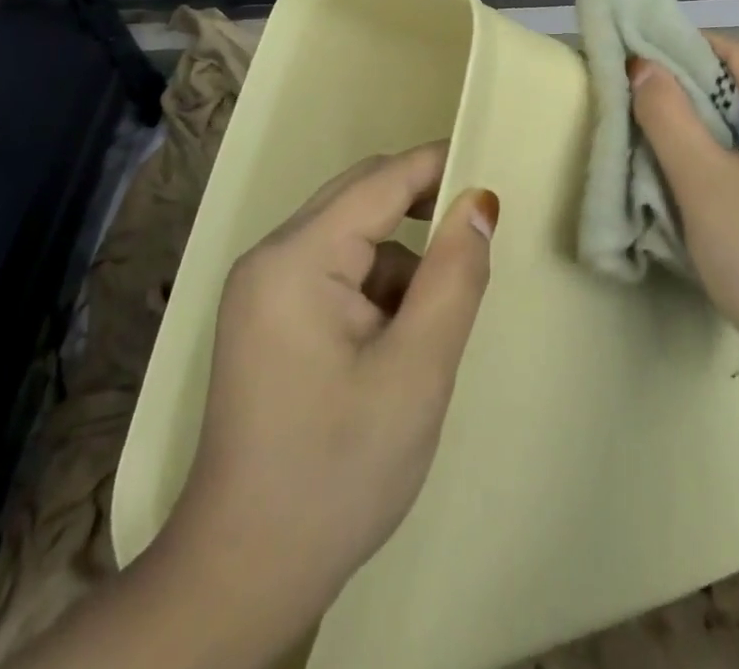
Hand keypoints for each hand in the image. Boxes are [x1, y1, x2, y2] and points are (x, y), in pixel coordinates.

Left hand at [158, 143, 499, 637]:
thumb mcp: (417, 372)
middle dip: (422, 210)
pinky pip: (335, 270)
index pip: (380, 181)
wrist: (245, 575)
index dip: (438, 165)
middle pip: (360, 199)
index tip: (492, 164)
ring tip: (430, 327)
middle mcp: (271, 257)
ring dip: (401, 261)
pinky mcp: (268, 317)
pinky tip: (395, 344)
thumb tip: (479, 201)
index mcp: (296, 258)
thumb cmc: (338, 472)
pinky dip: (377, 288)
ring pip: (352, 237)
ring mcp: (264, 288)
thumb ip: (454, 276)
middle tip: (477, 241)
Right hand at [630, 35, 738, 381]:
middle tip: (644, 100)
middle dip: (696, 89)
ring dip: (714, 121)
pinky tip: (708, 171)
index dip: (684, 50)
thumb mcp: (701, 180)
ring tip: (666, 133)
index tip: (640, 62)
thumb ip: (667, 114)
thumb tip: (643, 66)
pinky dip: (738, 148)